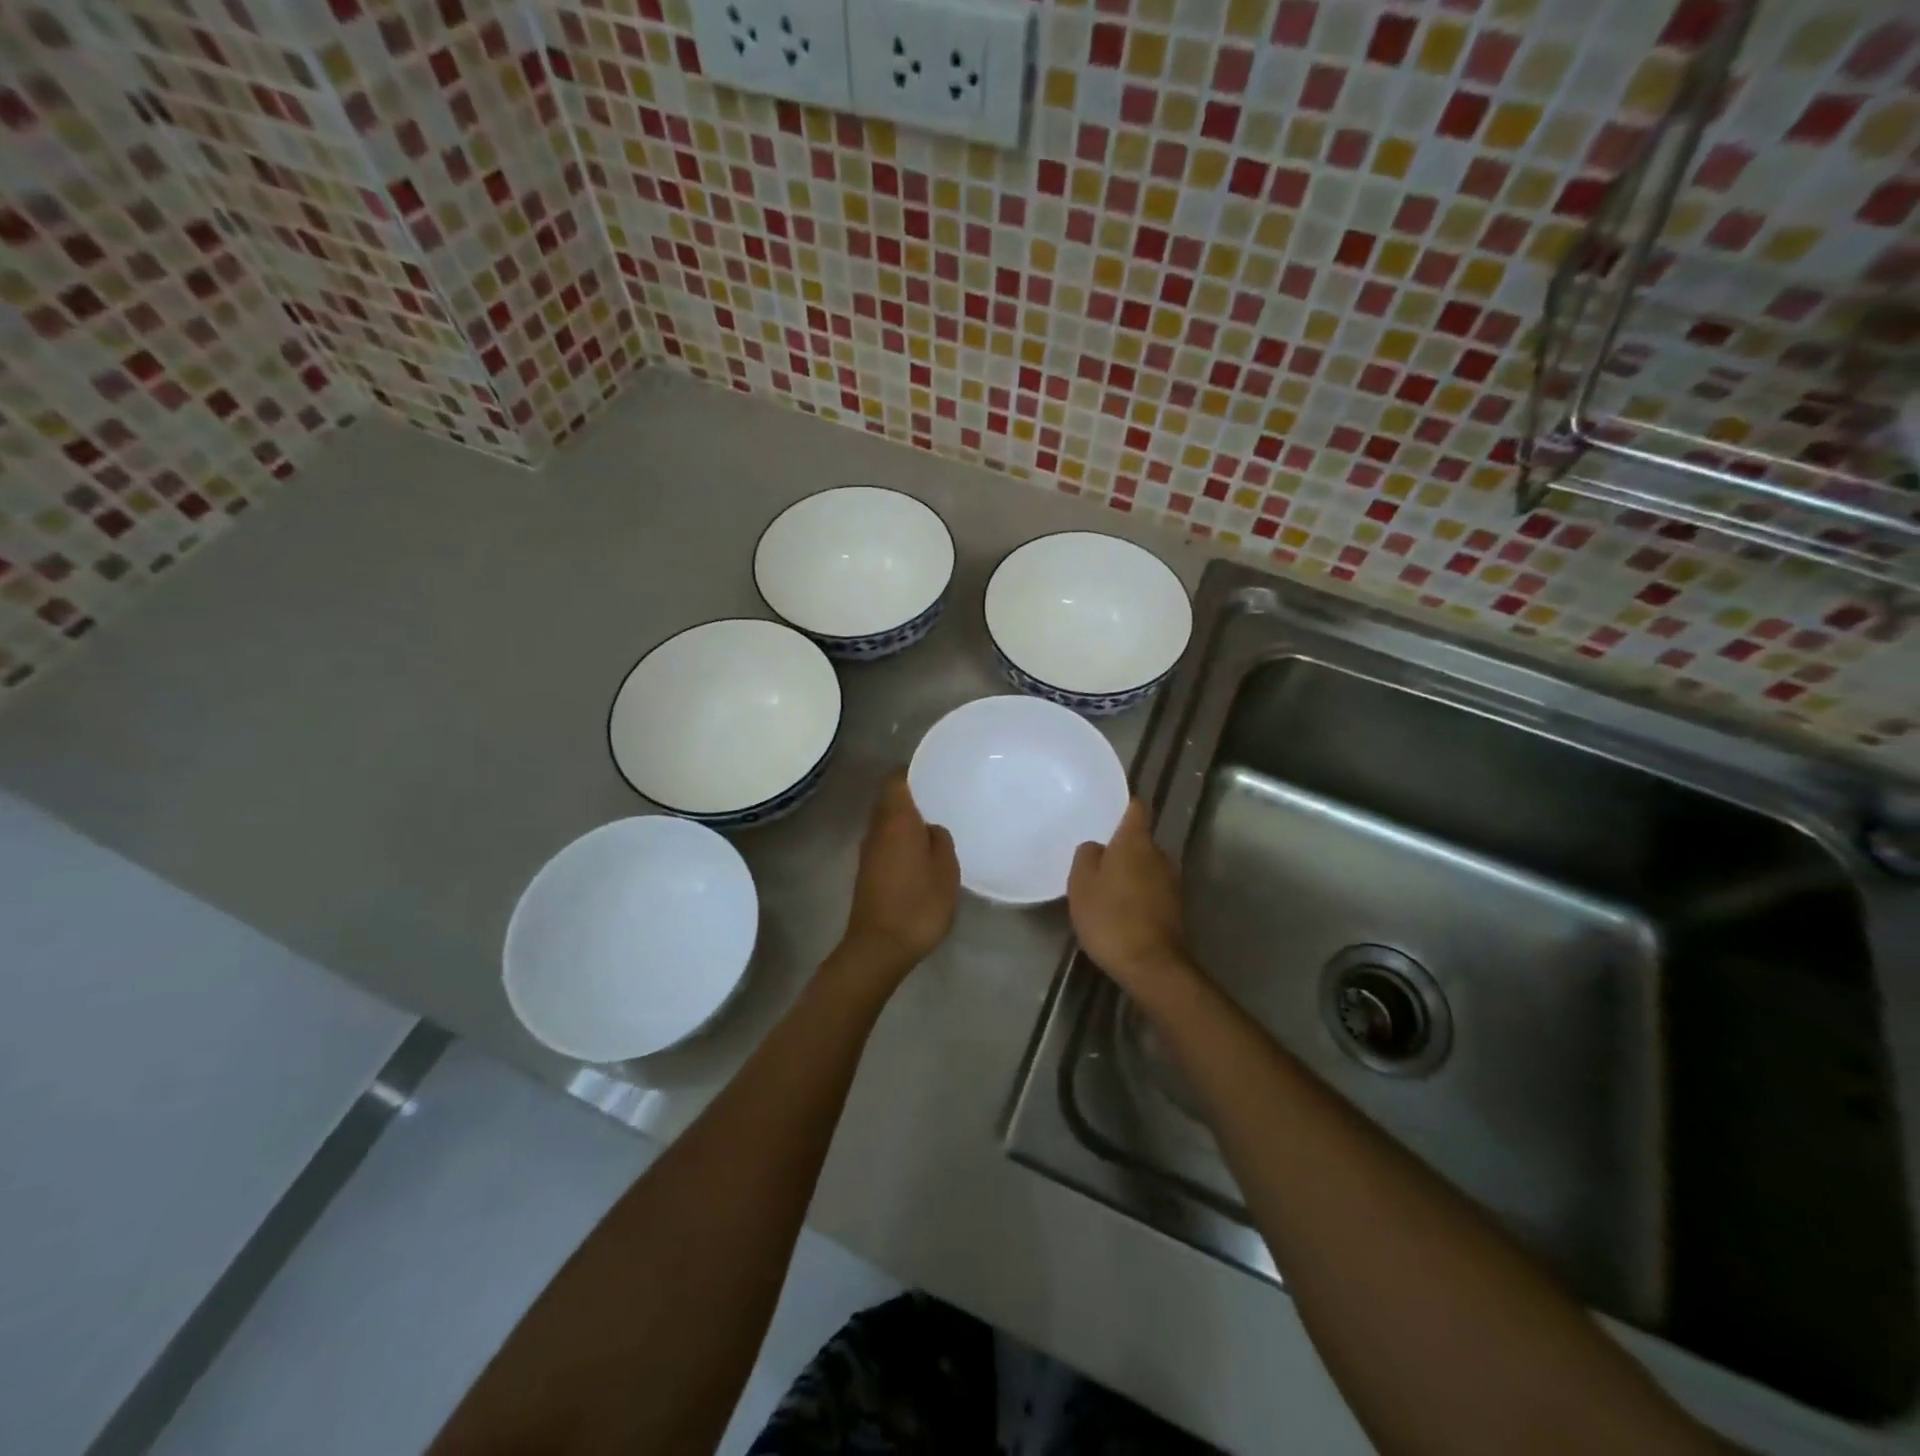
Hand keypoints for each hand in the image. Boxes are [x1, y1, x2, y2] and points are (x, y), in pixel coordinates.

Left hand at [837, 771, 959, 984]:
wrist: (879, 947)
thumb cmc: (918, 904)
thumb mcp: (945, 871)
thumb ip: (940, 841)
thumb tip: (930, 829)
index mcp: (896, 820)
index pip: (896, 780)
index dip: (912, 771)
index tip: (933, 771)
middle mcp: (876, 829)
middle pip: (889, 800)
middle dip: (911, 795)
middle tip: (940, 795)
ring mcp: (868, 852)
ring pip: (886, 822)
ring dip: (906, 820)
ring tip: (934, 823)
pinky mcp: (867, 872)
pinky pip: (885, 843)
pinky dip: (901, 840)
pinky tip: (921, 852)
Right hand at [1068, 800, 1191, 998]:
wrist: (1151, 965)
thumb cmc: (1110, 917)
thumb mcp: (1081, 884)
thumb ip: (1087, 856)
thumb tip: (1097, 847)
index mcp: (1136, 842)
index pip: (1136, 809)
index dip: (1123, 806)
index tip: (1108, 810)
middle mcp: (1160, 855)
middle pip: (1140, 840)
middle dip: (1121, 847)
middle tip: (1096, 859)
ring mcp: (1172, 882)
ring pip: (1146, 866)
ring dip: (1130, 873)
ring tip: (1105, 888)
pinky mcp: (1175, 908)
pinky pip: (1152, 889)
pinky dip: (1138, 893)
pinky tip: (1120, 910)